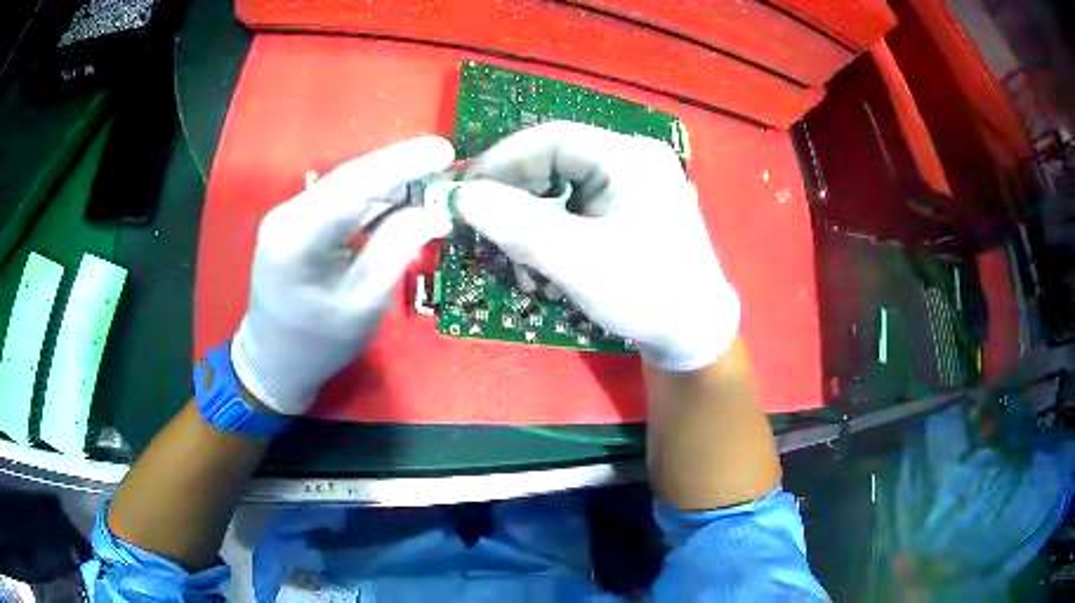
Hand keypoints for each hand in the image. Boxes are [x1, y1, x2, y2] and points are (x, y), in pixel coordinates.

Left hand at [232, 136, 454, 414]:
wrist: (273, 360)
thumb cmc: (319, 344)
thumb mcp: (364, 303)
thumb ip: (396, 250)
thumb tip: (433, 212)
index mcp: (299, 237)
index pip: (356, 186)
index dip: (402, 164)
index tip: (445, 151)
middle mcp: (288, 213)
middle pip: (350, 178)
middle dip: (399, 166)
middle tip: (445, 159)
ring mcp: (288, 214)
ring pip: (346, 185)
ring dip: (387, 179)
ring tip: (430, 176)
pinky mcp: (295, 220)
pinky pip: (338, 199)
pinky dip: (371, 196)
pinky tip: (398, 195)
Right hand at [454, 121, 738, 371]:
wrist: (693, 336)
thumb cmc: (645, 294)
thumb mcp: (576, 260)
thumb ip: (515, 224)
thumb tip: (460, 196)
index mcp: (629, 157)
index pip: (552, 138)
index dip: (502, 161)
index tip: (464, 192)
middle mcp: (632, 161)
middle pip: (555, 163)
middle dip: (517, 201)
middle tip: (486, 233)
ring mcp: (633, 186)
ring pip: (562, 189)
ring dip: (531, 226)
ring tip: (520, 268)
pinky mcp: (628, 211)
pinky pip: (577, 210)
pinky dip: (552, 236)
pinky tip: (545, 272)